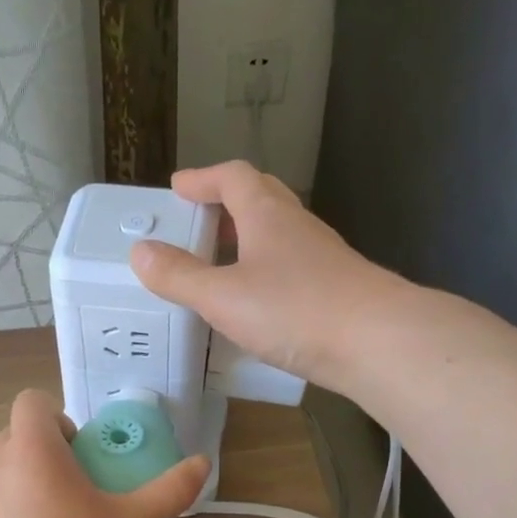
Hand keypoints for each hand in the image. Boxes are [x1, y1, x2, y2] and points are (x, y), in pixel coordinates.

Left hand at [0, 390, 209, 517]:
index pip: (32, 402)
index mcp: (32, 450)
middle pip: (19, 435)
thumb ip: (168, 490)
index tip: (86, 452)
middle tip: (87, 483)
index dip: (60, 417)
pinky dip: (22, 512)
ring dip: (37, 480)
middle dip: (52, 450)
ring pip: (9, 471)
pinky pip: (1, 505)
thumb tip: (203, 463)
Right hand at [129, 161, 411, 393]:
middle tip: (198, 222)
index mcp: (266, 214)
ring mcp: (321, 256)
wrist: (376, 341)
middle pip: (260, 197)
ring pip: (278, 233)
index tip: (178, 188)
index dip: (203, 179)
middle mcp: (296, 226)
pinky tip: (256, 301)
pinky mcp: (335, 286)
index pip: (233, 177)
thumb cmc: (295, 310)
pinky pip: (291, 265)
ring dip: (247, 239)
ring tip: (220, 264)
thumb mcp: (223, 296)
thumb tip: (139, 252)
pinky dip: (265, 270)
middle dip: (226, 204)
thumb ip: (179, 276)